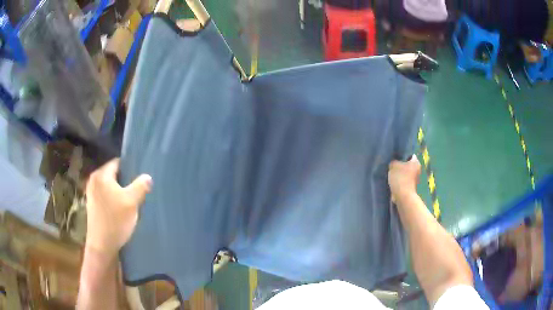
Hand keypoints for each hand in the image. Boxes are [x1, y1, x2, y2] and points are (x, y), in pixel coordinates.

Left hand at [85, 159, 151, 258]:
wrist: (102, 245)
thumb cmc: (115, 221)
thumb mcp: (132, 202)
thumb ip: (141, 186)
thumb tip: (147, 177)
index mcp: (101, 175)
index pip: (118, 163)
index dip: (130, 168)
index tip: (140, 177)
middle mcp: (94, 180)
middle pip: (113, 174)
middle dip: (125, 181)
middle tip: (138, 189)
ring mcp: (91, 193)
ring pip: (110, 186)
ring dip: (120, 191)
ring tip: (131, 199)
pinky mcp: (92, 204)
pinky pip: (105, 195)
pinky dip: (113, 198)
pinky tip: (121, 209)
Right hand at [388, 155, 420, 203]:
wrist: (403, 196)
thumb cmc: (400, 178)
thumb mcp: (393, 165)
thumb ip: (393, 162)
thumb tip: (393, 162)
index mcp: (415, 162)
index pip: (409, 155)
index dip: (402, 155)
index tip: (395, 158)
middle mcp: (417, 170)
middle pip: (407, 164)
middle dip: (400, 165)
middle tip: (391, 166)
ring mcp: (415, 179)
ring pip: (405, 173)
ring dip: (399, 174)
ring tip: (391, 175)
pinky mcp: (411, 187)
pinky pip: (404, 181)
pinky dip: (399, 182)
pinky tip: (393, 182)